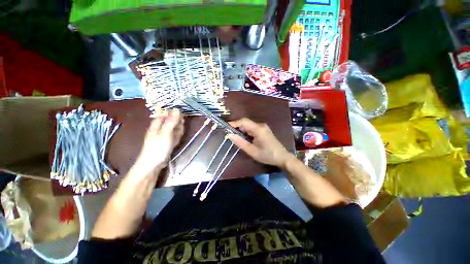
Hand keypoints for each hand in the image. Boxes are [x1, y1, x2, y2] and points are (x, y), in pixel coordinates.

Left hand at [133, 109, 183, 175]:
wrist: (153, 164)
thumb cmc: (157, 147)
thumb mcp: (165, 133)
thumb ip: (171, 121)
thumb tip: (177, 109)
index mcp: (157, 123)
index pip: (167, 113)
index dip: (175, 114)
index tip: (181, 118)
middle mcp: (161, 127)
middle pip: (172, 120)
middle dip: (178, 124)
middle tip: (178, 130)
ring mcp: (165, 134)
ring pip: (175, 128)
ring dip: (179, 131)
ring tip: (177, 137)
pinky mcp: (168, 140)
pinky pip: (175, 135)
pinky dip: (177, 137)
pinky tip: (176, 141)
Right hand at [227, 118, 291, 167]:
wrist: (282, 157)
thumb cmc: (267, 155)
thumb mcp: (252, 150)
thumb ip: (240, 142)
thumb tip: (229, 135)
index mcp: (258, 129)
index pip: (244, 121)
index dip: (234, 123)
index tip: (225, 127)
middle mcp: (260, 125)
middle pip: (246, 123)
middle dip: (237, 128)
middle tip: (229, 134)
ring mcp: (263, 127)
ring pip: (249, 126)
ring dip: (242, 131)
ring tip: (235, 137)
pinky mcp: (264, 130)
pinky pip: (252, 129)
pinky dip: (246, 132)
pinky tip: (244, 138)